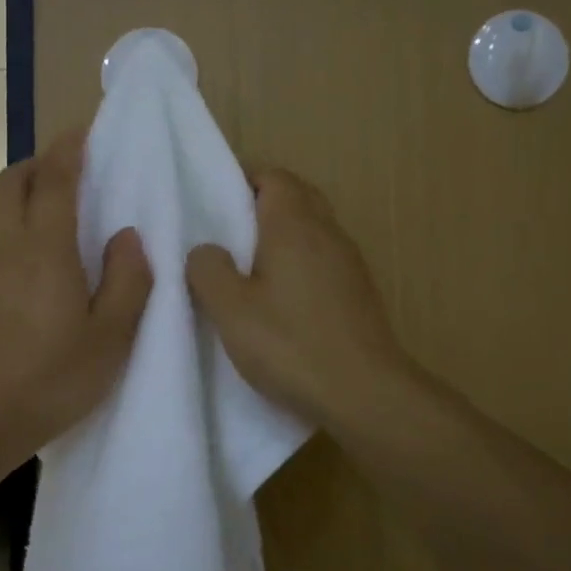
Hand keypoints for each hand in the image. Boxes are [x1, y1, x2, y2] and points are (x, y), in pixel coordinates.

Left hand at [0, 133, 151, 457]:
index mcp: (46, 247)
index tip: (87, 130)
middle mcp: (7, 243)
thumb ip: (128, 280)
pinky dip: (8, 216)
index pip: (55, 177)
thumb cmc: (52, 378)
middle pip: (13, 179)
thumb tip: (127, 236)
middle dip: (42, 162)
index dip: (71, 147)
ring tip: (52, 203)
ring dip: (21, 187)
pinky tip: (30, 247)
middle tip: (74, 170)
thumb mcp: (112, 337)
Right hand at [187, 168, 413, 431]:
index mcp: (294, 225)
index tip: (213, 204)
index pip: (273, 176)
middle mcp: (327, 232)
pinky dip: (299, 264)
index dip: (242, 181)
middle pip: (296, 198)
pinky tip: (280, 301)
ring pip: (311, 230)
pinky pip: (322, 260)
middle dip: (261, 206)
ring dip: (281, 238)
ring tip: (246, 269)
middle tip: (225, 236)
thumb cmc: (290, 344)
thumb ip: (207, 269)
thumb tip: (205, 250)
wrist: (364, 393)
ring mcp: (349, 263)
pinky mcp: (358, 293)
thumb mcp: (230, 309)